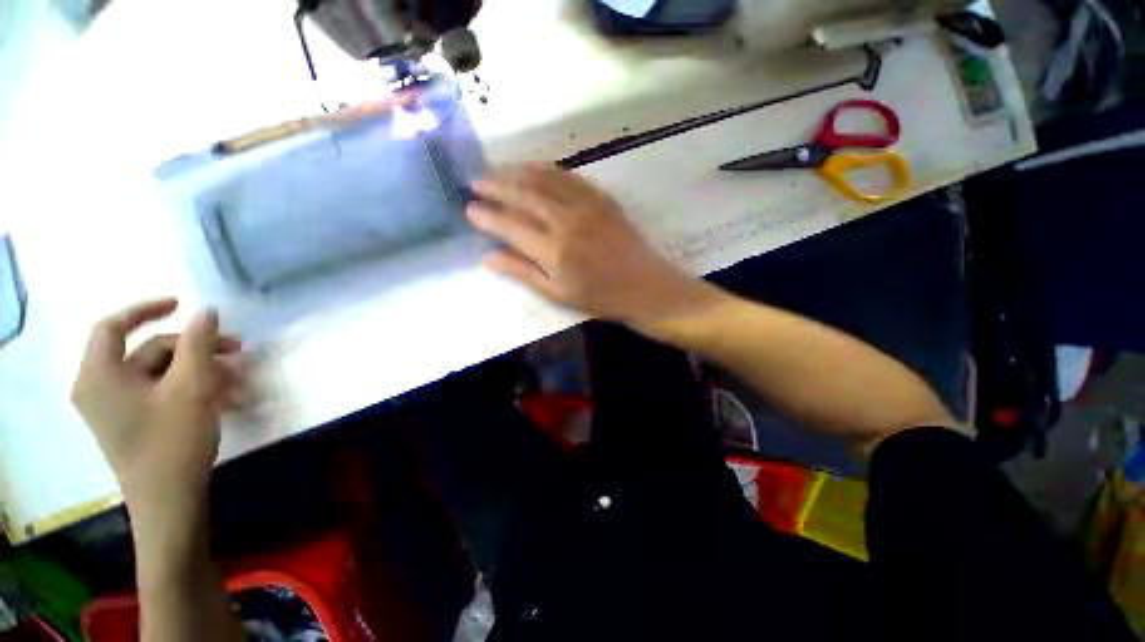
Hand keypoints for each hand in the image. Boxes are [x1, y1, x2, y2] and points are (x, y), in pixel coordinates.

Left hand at [71, 298, 241, 510]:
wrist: (170, 502)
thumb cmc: (173, 442)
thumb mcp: (191, 387)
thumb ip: (198, 344)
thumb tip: (207, 311)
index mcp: (100, 376)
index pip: (113, 327)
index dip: (146, 309)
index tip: (183, 304)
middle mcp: (101, 388)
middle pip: (148, 352)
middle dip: (196, 348)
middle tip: (238, 349)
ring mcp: (118, 408)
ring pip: (162, 373)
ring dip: (202, 370)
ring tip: (241, 377)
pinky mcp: (135, 422)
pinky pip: (164, 393)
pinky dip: (194, 389)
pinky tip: (228, 396)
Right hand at [468, 165, 716, 325]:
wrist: (645, 287)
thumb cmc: (600, 298)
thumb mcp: (557, 294)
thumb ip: (522, 272)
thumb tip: (487, 257)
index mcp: (554, 251)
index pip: (510, 225)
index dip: (486, 216)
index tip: (469, 209)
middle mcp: (566, 221)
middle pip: (523, 194)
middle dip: (495, 185)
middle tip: (474, 182)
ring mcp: (586, 205)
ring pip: (543, 179)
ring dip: (516, 171)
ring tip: (496, 170)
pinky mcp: (601, 198)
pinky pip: (568, 176)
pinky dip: (546, 170)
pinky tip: (533, 168)